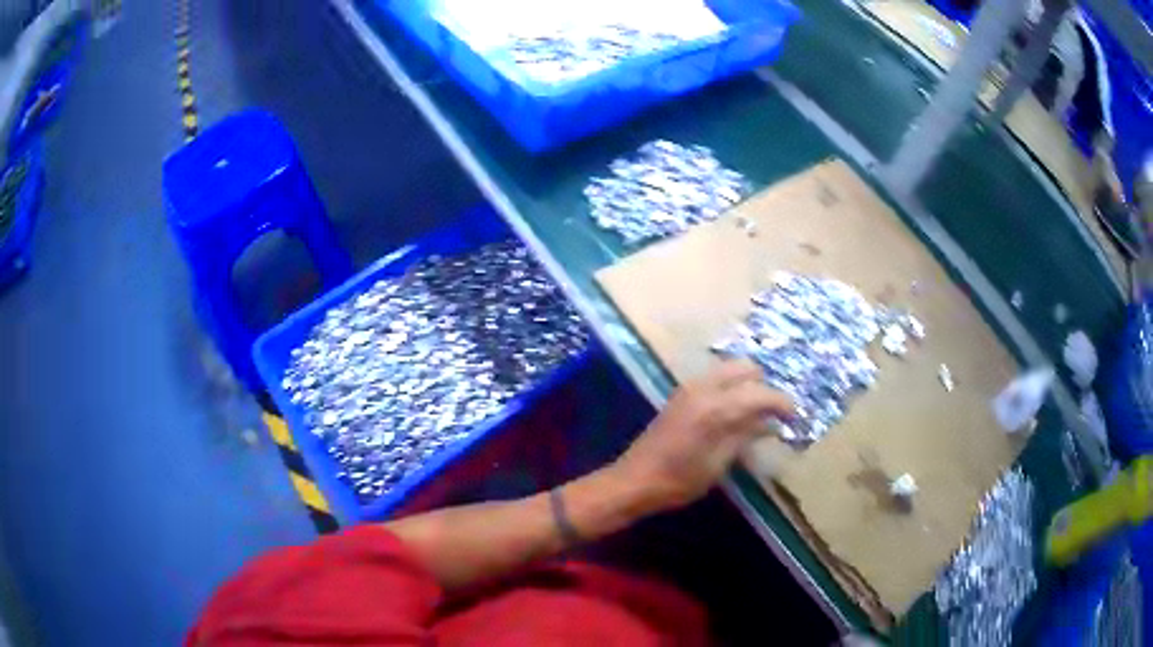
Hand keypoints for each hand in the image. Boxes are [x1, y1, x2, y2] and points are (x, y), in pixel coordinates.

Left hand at [613, 359, 793, 510]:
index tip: (795, 417)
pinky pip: (716, 379)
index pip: (760, 393)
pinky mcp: (682, 394)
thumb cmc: (679, 480)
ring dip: (748, 385)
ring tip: (758, 413)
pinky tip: (736, 413)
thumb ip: (746, 436)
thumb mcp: (719, 463)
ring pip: (730, 370)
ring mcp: (690, 387)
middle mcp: (704, 387)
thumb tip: (772, 423)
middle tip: (774, 413)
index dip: (782, 404)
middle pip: (746, 368)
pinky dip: (732, 388)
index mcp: (716, 406)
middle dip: (765, 386)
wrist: (635, 480)